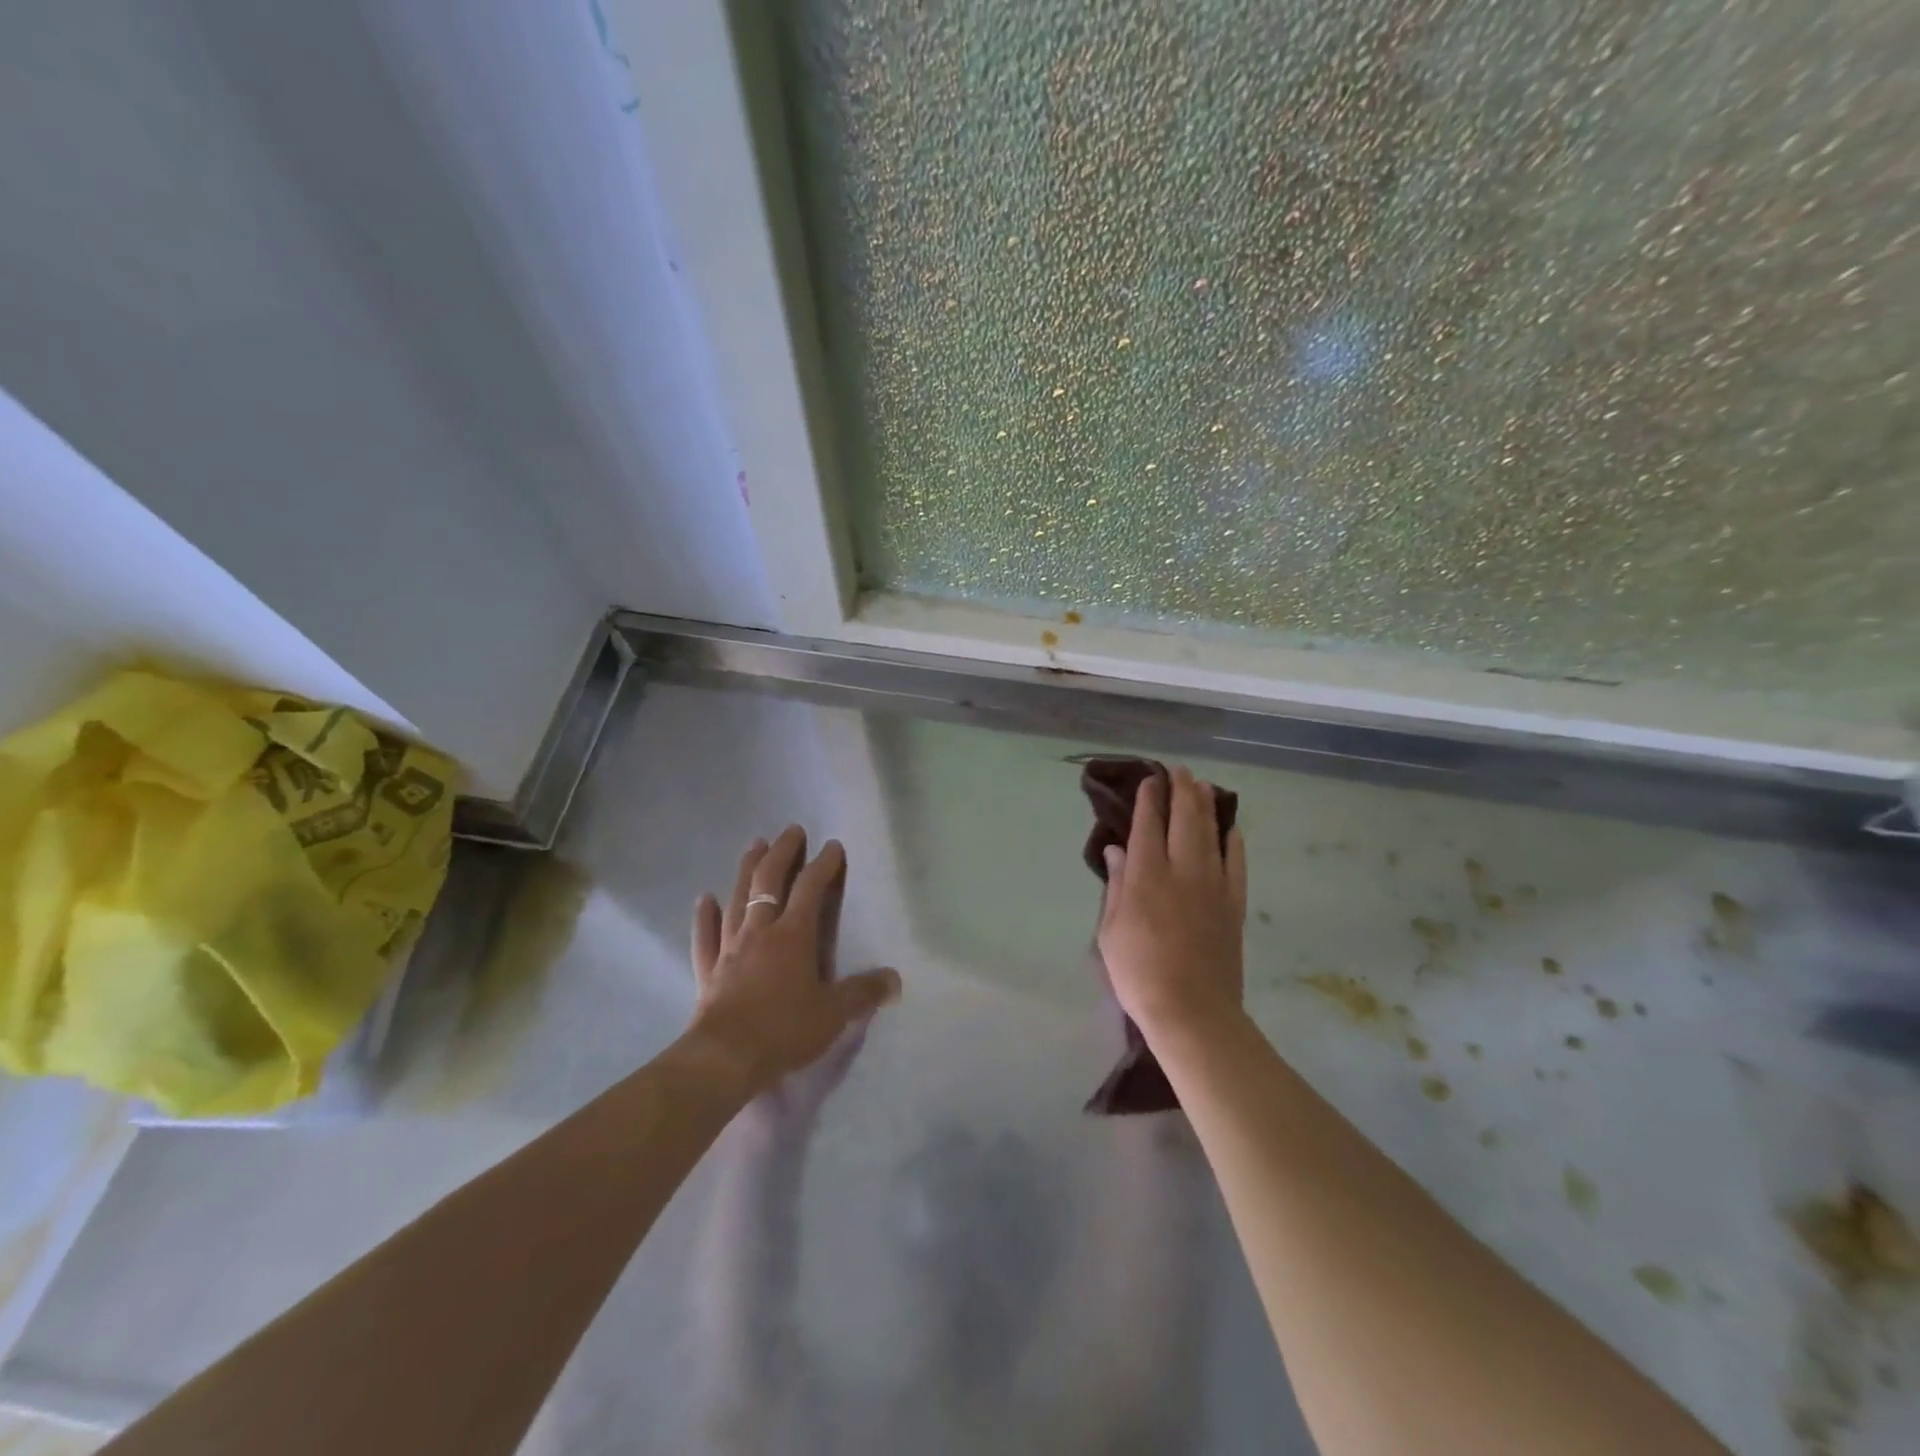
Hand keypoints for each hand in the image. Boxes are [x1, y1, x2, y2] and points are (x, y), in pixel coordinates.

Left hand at [689, 826, 901, 1099]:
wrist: (725, 1058)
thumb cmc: (784, 1030)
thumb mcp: (834, 1013)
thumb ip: (864, 993)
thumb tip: (895, 980)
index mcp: (793, 935)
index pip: (810, 888)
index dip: (823, 865)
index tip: (833, 846)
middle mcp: (760, 931)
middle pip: (769, 881)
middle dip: (783, 852)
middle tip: (792, 830)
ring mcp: (730, 948)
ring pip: (737, 899)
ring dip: (747, 869)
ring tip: (754, 845)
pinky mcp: (708, 970)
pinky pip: (705, 936)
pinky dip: (705, 916)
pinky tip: (704, 899)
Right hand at [1097, 766, 1246, 1043]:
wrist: (1193, 1012)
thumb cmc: (1139, 974)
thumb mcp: (1110, 931)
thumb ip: (1116, 885)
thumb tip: (1117, 849)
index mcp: (1147, 877)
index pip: (1147, 825)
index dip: (1148, 798)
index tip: (1149, 779)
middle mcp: (1182, 871)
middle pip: (1184, 819)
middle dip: (1181, 790)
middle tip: (1179, 771)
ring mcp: (1214, 886)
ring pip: (1212, 833)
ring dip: (1206, 806)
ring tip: (1202, 786)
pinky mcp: (1234, 905)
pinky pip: (1237, 863)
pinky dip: (1233, 841)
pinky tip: (1231, 829)